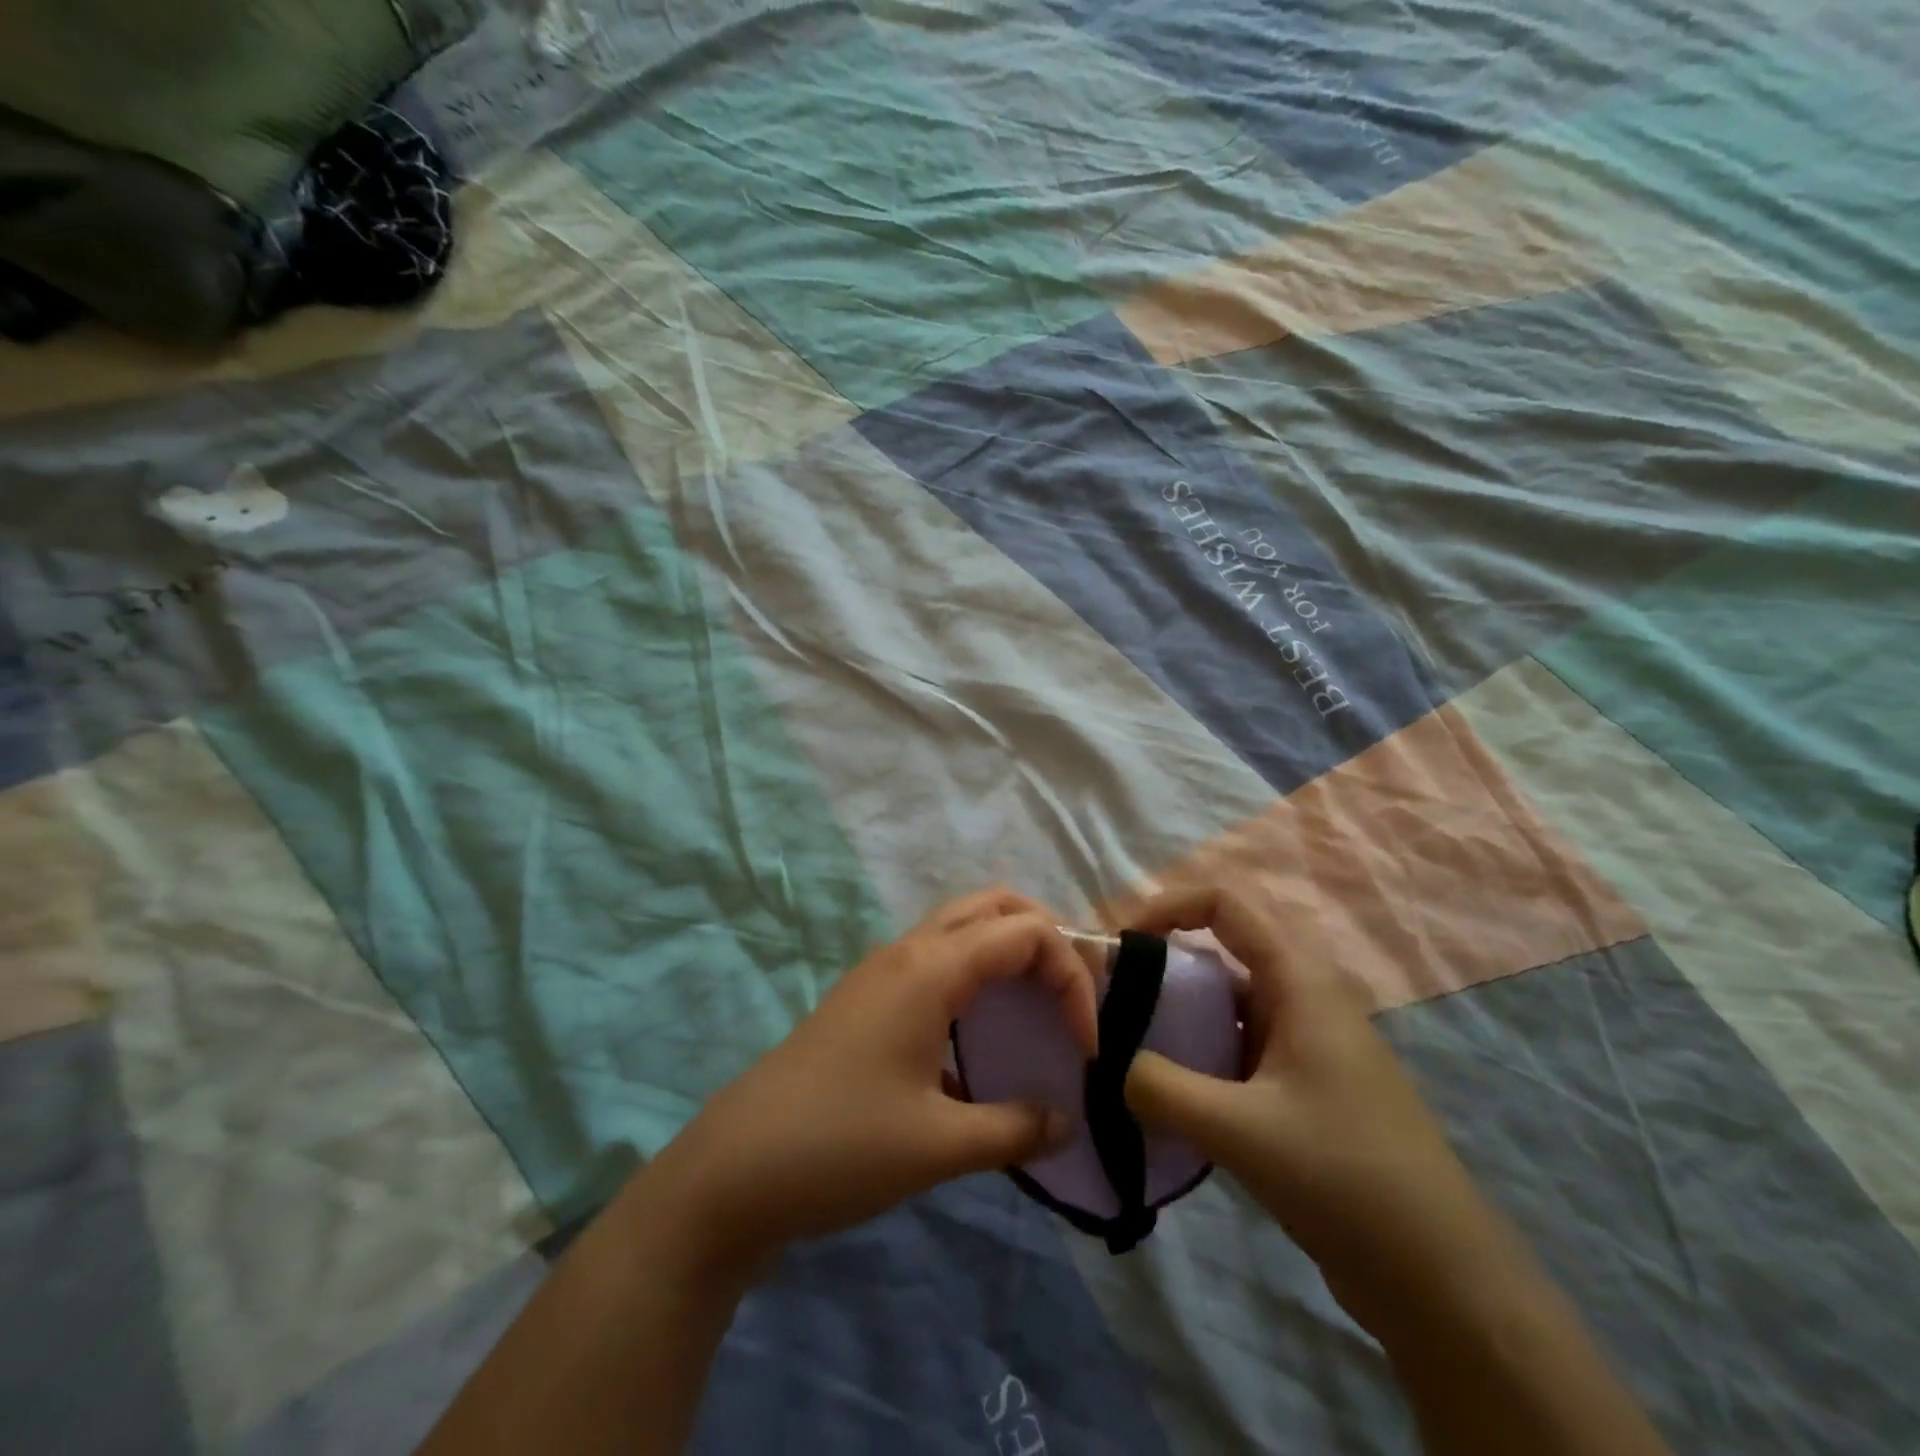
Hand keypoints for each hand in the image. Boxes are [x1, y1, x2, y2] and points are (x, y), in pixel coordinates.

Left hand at [644, 889, 1097, 1275]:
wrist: (734, 1168)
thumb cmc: (840, 1147)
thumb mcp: (939, 1146)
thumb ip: (1015, 1128)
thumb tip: (1066, 1122)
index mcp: (931, 969)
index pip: (1027, 934)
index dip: (1072, 979)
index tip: (1086, 1046)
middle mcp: (909, 951)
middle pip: (995, 905)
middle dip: (1046, 939)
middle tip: (1070, 997)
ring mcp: (882, 969)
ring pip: (962, 926)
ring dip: (1009, 950)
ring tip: (1037, 1007)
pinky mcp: (867, 996)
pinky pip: (937, 957)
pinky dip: (976, 973)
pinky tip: (980, 1036)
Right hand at [1122, 884, 1499, 1321]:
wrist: (1443, 1281)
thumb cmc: (1346, 1178)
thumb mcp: (1240, 1130)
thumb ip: (1160, 1088)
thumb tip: (1110, 1064)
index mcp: (1299, 982)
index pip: (1225, 904)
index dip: (1167, 907)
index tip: (1122, 945)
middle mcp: (1303, 999)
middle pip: (1220, 953)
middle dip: (1162, 968)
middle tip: (1113, 1003)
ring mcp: (1306, 1046)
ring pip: (1227, 1006)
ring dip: (1178, 1018)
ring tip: (1128, 1050)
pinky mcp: (1304, 1090)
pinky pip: (1237, 1050)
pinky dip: (1198, 1058)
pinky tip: (1168, 1098)